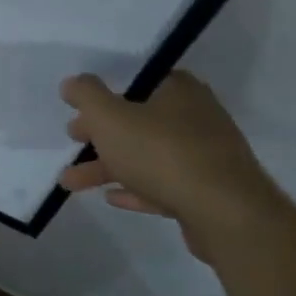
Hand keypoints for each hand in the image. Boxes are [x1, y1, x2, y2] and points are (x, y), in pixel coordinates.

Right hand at [58, 72, 280, 245]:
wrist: (224, 213)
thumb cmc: (161, 153)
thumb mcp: (109, 116)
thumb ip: (86, 95)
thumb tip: (73, 83)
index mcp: (179, 91)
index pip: (137, 82)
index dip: (104, 95)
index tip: (78, 110)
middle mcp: (196, 117)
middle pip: (138, 121)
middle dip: (100, 135)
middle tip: (74, 141)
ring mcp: (206, 156)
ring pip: (146, 156)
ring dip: (107, 167)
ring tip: (71, 183)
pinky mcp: (208, 191)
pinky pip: (163, 184)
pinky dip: (136, 187)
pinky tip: (112, 197)